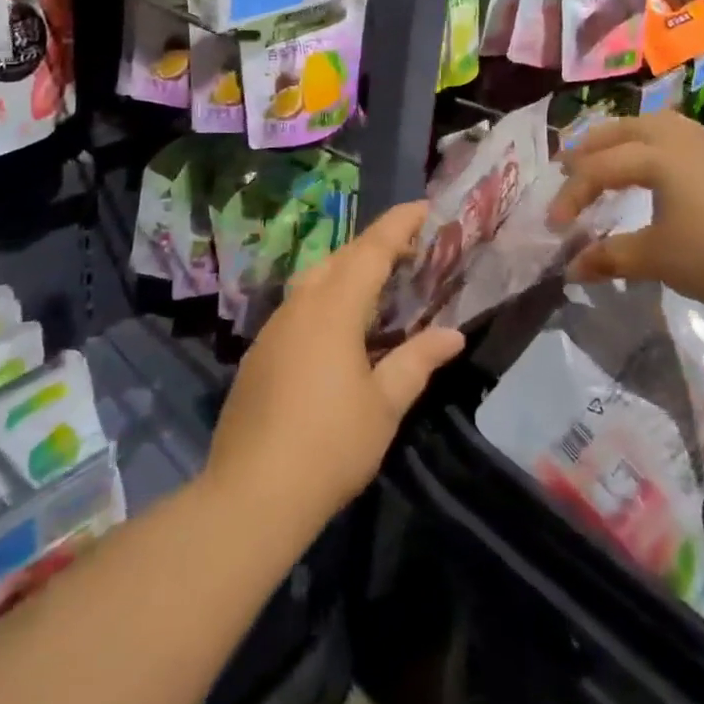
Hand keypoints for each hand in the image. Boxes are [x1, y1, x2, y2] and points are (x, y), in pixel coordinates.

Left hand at [205, 204, 465, 532]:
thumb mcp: (385, 404)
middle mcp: (300, 307)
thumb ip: (417, 361)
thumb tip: (452, 335)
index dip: (398, 225)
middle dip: (374, 245)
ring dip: (347, 270)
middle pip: (339, 258)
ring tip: (377, 283)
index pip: (371, 250)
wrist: (251, 496)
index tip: (423, 207)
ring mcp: (273, 329)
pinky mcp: (259, 354)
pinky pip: (298, 307)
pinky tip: (339, 329)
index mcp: (333, 309)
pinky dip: (326, 299)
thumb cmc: (330, 445)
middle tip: (408, 248)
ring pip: (314, 280)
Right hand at [548, 112, 703, 318]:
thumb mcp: (656, 258)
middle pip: (622, 131)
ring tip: (604, 155)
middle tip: (564, 167)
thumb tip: (570, 269)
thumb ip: (610, 257)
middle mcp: (677, 139)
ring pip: (651, 125)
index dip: (571, 195)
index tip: (554, 226)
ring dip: (621, 138)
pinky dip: (648, 143)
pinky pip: (673, 136)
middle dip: (589, 148)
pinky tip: (652, 164)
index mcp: (656, 156)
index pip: (599, 169)